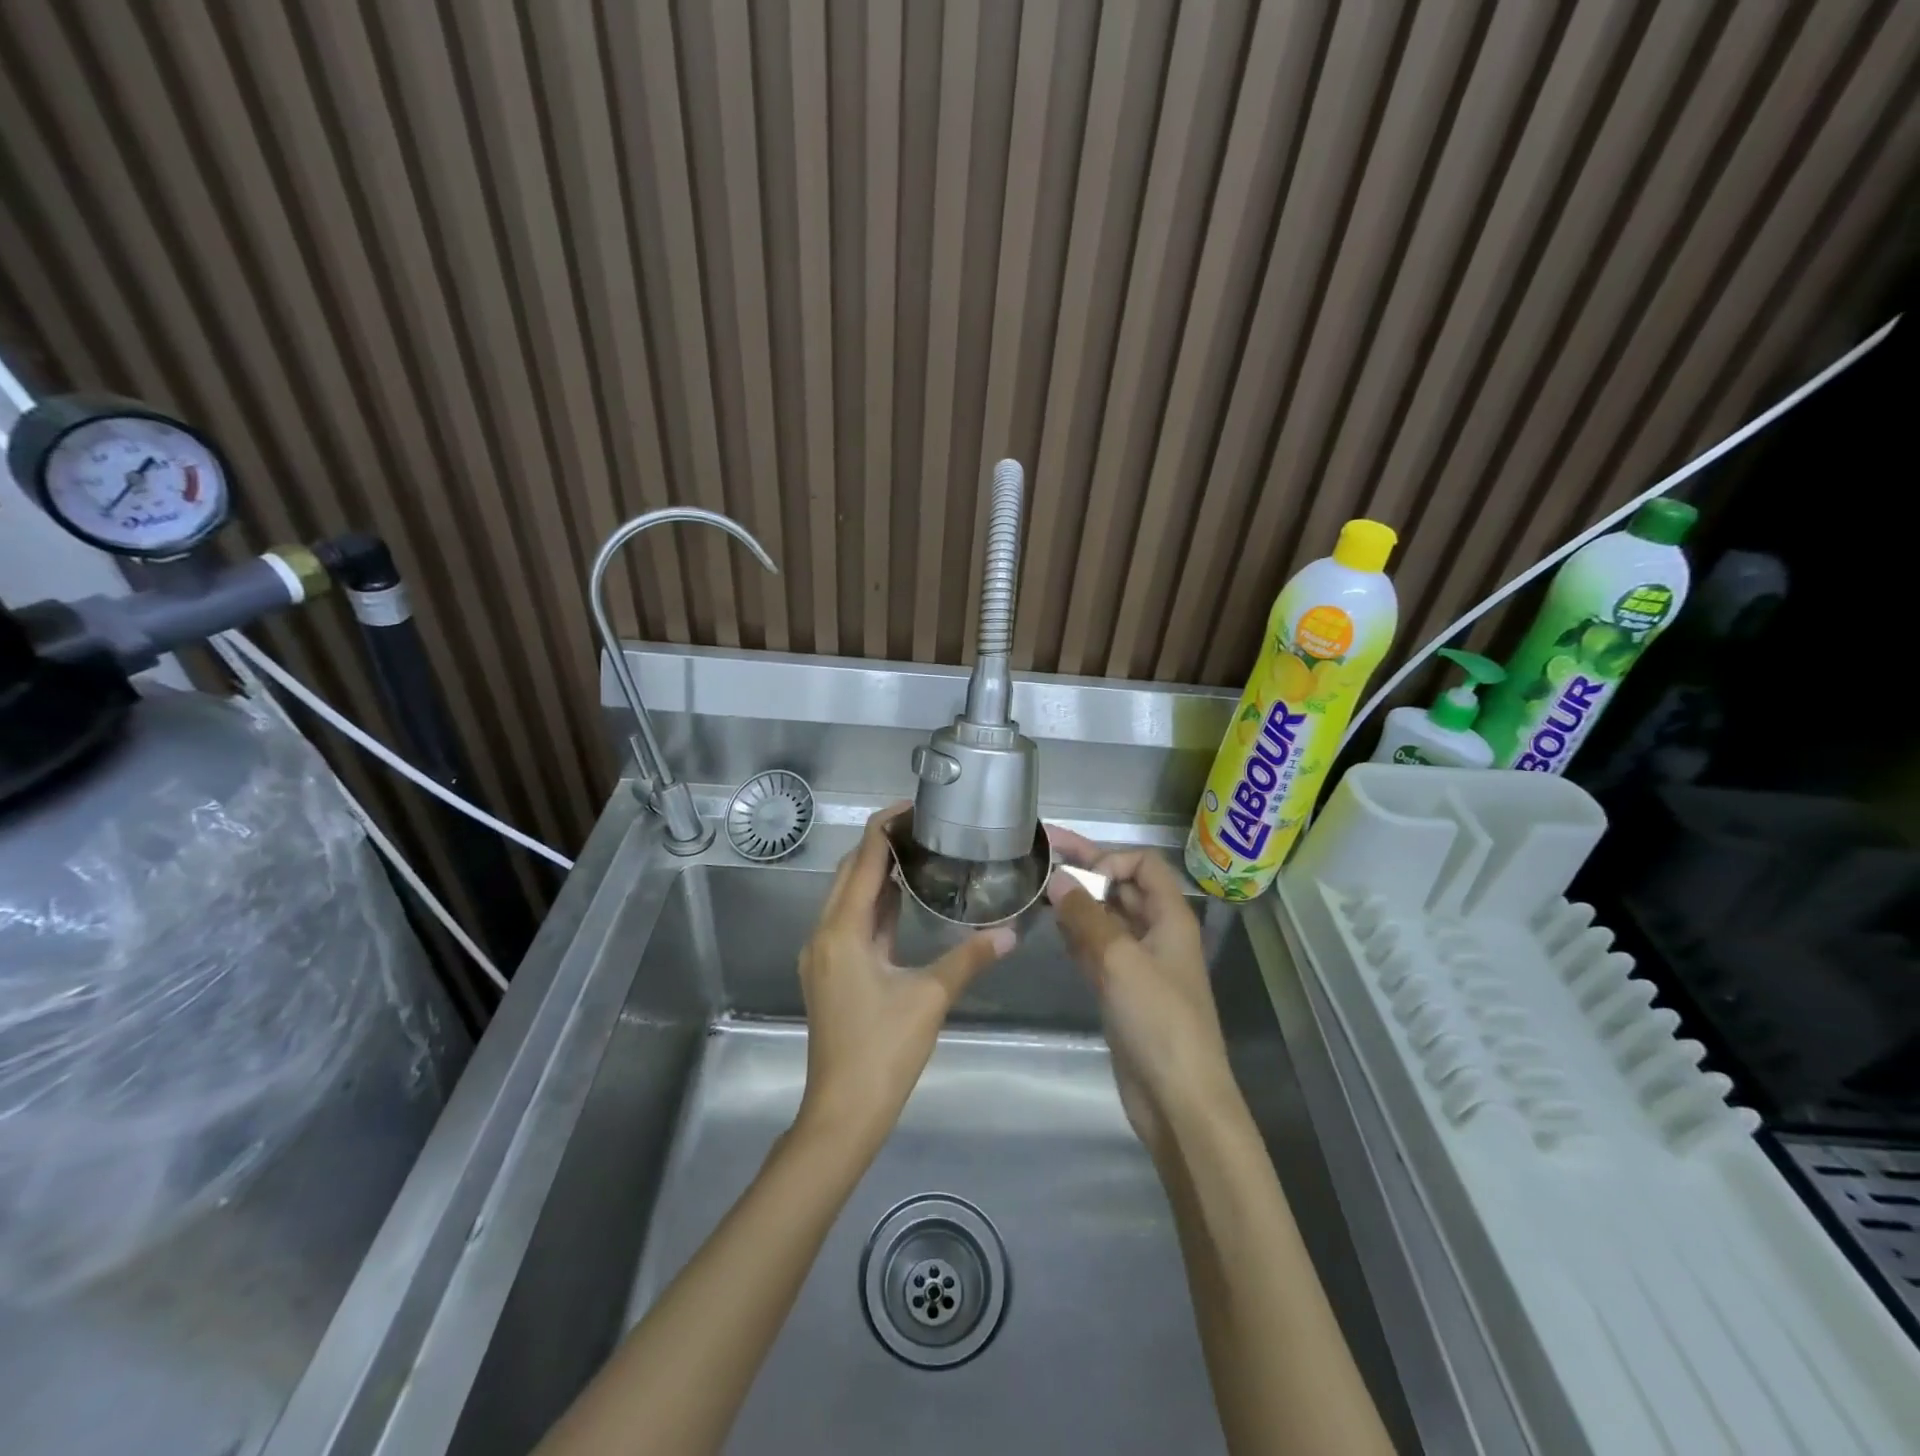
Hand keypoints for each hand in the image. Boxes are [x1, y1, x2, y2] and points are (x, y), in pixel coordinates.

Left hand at [795, 804, 1013, 1153]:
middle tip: (924, 827)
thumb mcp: (930, 998)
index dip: (885, 828)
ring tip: (918, 854)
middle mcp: (824, 933)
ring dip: (877, 874)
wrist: (842, 1112)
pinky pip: (850, 922)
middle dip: (881, 845)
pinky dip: (875, 905)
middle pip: (851, 872)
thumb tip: (1011, 932)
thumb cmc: (883, 1051)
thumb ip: (969, 958)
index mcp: (843, 930)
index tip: (915, 806)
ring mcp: (822, 954)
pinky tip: (902, 901)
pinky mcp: (829, 972)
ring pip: (848, 898)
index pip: (864, 860)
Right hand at [1046, 828, 1235, 1157]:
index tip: (1076, 875)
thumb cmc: (1158, 1021)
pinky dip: (1076, 935)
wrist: (1178, 1100)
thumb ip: (1086, 916)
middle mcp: (1156, 933)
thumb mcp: (1120, 960)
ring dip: (1077, 902)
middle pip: (1121, 887)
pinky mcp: (1123, 990)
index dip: (1110, 859)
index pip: (1143, 864)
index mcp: (1170, 917)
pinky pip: (1097, 948)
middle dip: (1085, 869)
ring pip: (1106, 918)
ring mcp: (1139, 963)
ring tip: (1037, 891)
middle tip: (1040, 854)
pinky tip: (1051, 929)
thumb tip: (1057, 878)